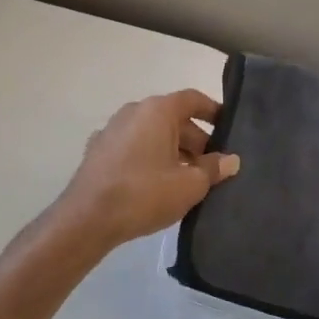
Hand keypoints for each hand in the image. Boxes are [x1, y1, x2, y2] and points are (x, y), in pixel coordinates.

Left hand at [54, 90, 239, 251]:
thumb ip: (213, 169)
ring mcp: (112, 130)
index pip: (193, 99)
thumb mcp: (190, 185)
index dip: (214, 111)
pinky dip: (150, 158)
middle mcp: (133, 112)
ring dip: (174, 150)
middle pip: (173, 118)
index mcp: (157, 111)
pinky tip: (158, 184)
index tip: (229, 128)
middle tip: (214, 165)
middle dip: (196, 139)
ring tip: (190, 178)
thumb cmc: (145, 194)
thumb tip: (231, 160)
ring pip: (153, 134)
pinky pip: (134, 147)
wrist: (88, 219)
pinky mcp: (98, 152)